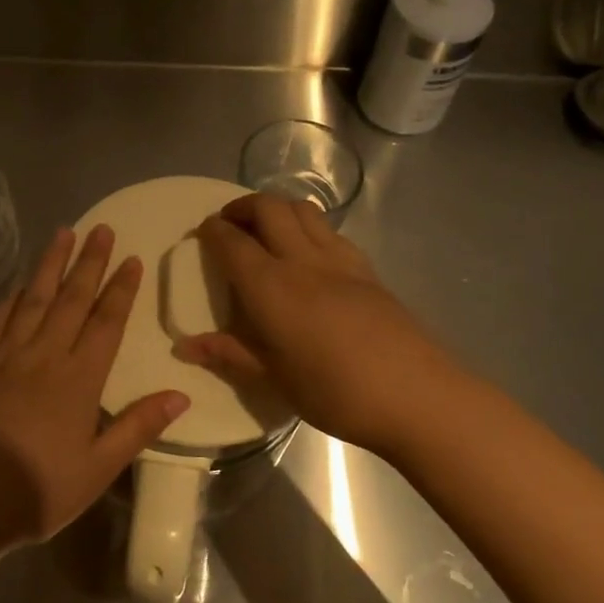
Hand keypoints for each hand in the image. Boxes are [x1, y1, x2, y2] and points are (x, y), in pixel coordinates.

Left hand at [0, 224, 189, 547]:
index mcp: (78, 380)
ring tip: (62, 233)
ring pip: (34, 300)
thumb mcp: (97, 469)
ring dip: (50, 265)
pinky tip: (18, 285)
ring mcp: (5, 357)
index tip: (131, 259)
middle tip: (101, 228)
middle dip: (88, 262)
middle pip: (71, 300)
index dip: (121, 290)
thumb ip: (138, 428)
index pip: (106, 323)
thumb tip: (181, 394)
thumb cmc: (35, 489)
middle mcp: (44, 356)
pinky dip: (10, 299)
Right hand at [177, 195, 450, 455]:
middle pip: (269, 208)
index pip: (233, 242)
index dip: (213, 230)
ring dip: (278, 208)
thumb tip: (186, 345)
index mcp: (271, 287)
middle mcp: (302, 260)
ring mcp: (340, 260)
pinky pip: (330, 231)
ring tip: (266, 229)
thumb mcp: (274, 379)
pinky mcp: (367, 269)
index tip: (202, 231)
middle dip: (243, 207)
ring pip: (303, 210)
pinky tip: (308, 253)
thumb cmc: (335, 392)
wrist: (417, 395)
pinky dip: (308, 226)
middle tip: (230, 224)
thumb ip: (230, 353)